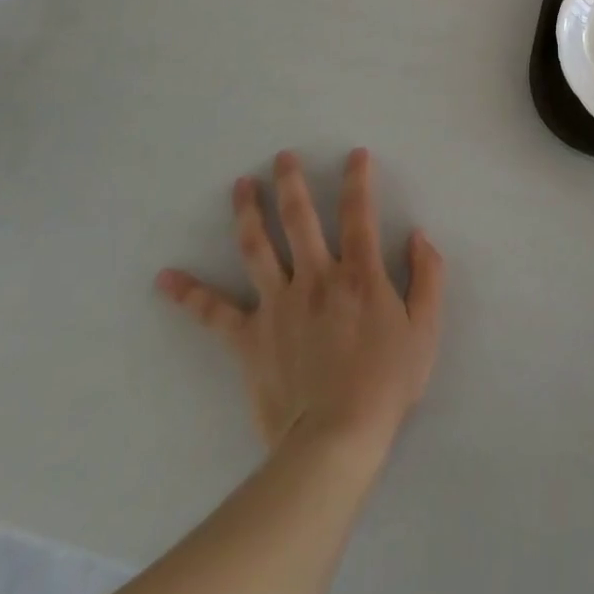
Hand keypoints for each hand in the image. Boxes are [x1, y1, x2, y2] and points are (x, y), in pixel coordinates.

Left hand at [156, 148, 444, 454]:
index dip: (359, 179)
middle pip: (299, 218)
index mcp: (359, 274)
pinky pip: (215, 313)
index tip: (356, 154)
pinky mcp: (250, 337)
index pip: (359, 213)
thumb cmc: (386, 383)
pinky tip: (165, 278)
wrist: (335, 439)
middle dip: (291, 182)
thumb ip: (428, 277)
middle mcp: (316, 277)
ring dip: (248, 212)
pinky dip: (190, 295)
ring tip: (240, 186)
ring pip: (258, 247)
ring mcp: (278, 304)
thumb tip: (419, 236)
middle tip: (281, 157)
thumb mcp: (426, 329)